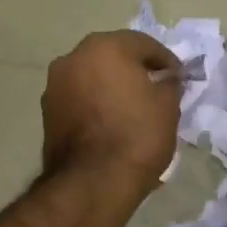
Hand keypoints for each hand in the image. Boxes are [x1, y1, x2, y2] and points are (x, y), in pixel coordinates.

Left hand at [41, 31, 181, 188]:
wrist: (92, 182)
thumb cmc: (136, 134)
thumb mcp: (167, 106)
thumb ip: (169, 82)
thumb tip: (166, 77)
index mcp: (105, 47)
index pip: (144, 45)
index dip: (166, 61)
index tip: (179, 79)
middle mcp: (74, 57)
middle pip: (113, 56)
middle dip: (135, 70)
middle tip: (156, 90)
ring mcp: (55, 84)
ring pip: (92, 76)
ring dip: (111, 85)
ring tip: (132, 108)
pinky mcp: (46, 111)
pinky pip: (79, 97)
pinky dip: (95, 103)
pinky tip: (111, 122)